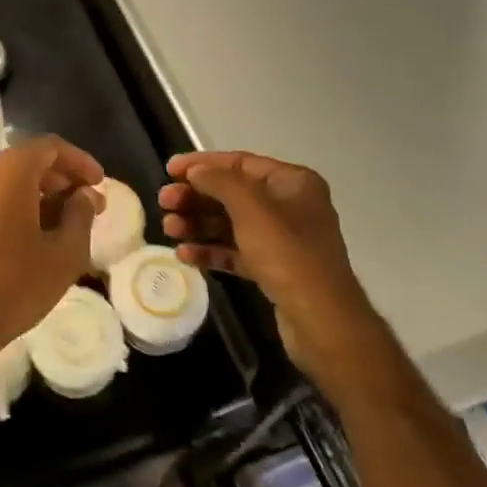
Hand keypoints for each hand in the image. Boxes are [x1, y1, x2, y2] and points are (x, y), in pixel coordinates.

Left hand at [0, 137, 103, 394]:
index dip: (79, 161)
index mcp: (9, 171)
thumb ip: (80, 216)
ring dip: (41, 195)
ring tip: (67, 224)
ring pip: (10, 181)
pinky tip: (36, 236)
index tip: (99, 182)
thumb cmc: (13, 285)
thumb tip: (85, 195)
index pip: (50, 147)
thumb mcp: (64, 255)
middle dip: (62, 179)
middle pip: (29, 162)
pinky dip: (18, 206)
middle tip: (89, 205)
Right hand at [160, 151, 389, 392]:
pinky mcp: (274, 270)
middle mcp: (290, 206)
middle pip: (232, 194)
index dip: (202, 164)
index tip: (169, 170)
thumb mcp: (251, 209)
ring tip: (169, 230)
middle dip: (196, 198)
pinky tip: (185, 254)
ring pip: (231, 223)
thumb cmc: (287, 255)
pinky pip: (236, 251)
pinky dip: (211, 250)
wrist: (322, 323)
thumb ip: (219, 181)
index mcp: (293, 183)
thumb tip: (196, 170)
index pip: (240, 163)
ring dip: (198, 224)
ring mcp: (283, 240)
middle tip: (164, 203)